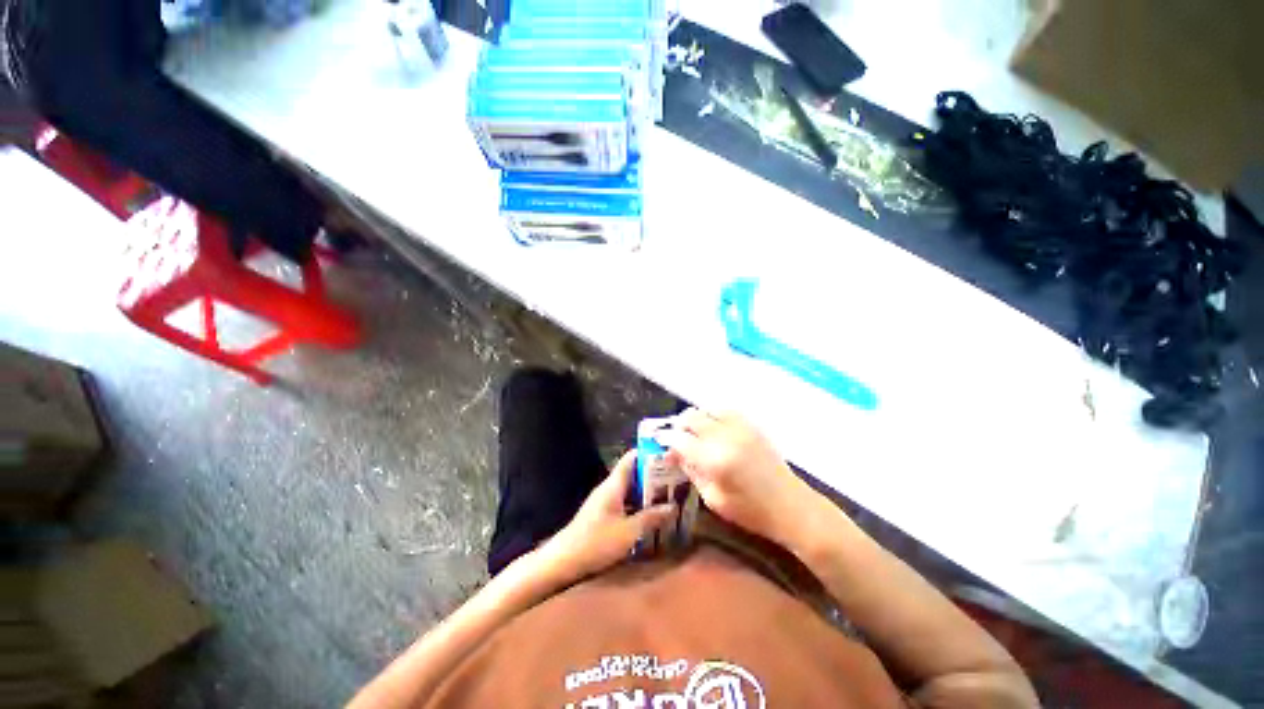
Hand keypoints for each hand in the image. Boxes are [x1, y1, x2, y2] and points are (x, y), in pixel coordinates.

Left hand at [540, 451, 675, 583]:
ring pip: (630, 488)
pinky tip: (651, 514)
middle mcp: (609, 488)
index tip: (668, 454)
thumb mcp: (629, 532)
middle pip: (633, 473)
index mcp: (614, 485)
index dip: (648, 453)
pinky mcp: (603, 513)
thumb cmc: (597, 542)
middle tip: (675, 478)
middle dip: (653, 474)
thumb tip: (673, 506)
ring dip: (647, 491)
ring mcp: (605, 500)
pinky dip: (638, 504)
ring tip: (669, 494)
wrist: (564, 560)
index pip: (631, 458)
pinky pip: (625, 501)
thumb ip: (651, 518)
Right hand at [661, 409, 824, 548]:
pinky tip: (713, 428)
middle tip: (675, 437)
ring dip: (695, 419)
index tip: (658, 441)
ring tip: (693, 432)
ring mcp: (741, 427)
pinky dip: (713, 415)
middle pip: (691, 418)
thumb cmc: (750, 512)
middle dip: (678, 425)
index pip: (680, 440)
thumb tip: (675, 454)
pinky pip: (726, 411)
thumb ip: (692, 472)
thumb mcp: (713, 498)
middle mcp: (725, 437)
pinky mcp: (752, 426)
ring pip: (707, 410)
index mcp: (714, 459)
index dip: (665, 439)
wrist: (792, 507)